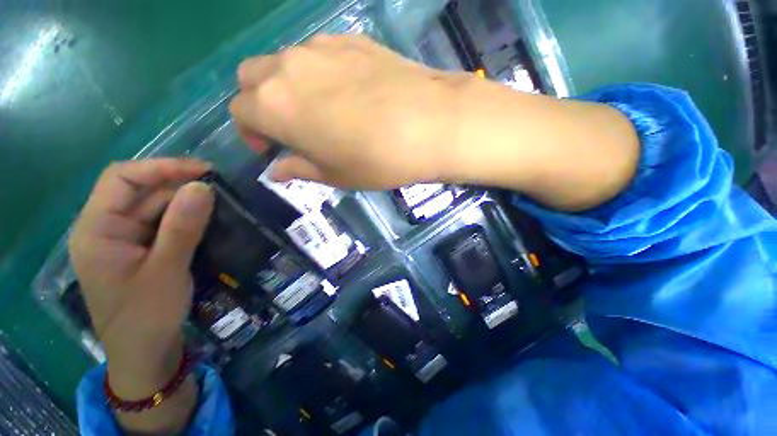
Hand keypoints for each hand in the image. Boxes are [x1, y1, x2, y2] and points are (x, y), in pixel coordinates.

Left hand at [69, 159, 212, 394]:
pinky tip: (209, 218)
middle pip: (141, 191)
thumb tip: (203, 187)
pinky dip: (186, 217)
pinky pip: (163, 223)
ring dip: (186, 201)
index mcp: (97, 230)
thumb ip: (182, 227)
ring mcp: (125, 239)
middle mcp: (106, 228)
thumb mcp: (167, 270)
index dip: (161, 168)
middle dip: (179, 184)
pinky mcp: (142, 249)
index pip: (122, 179)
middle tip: (220, 186)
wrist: (145, 353)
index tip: (202, 170)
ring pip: (155, 207)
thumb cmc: (146, 316)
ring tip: (221, 200)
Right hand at [230, 34, 468, 189]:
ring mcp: (321, 47)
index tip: (271, 146)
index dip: (251, 131)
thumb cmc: (377, 160)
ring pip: (284, 61)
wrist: (428, 125)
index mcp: (275, 105)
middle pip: (252, 77)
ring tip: (321, 110)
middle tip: (291, 127)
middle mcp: (288, 67)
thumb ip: (299, 169)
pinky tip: (347, 91)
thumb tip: (276, 171)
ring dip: (289, 85)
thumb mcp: (335, 175)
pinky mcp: (352, 39)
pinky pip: (320, 53)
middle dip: (261, 102)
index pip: (240, 111)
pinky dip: (319, 72)